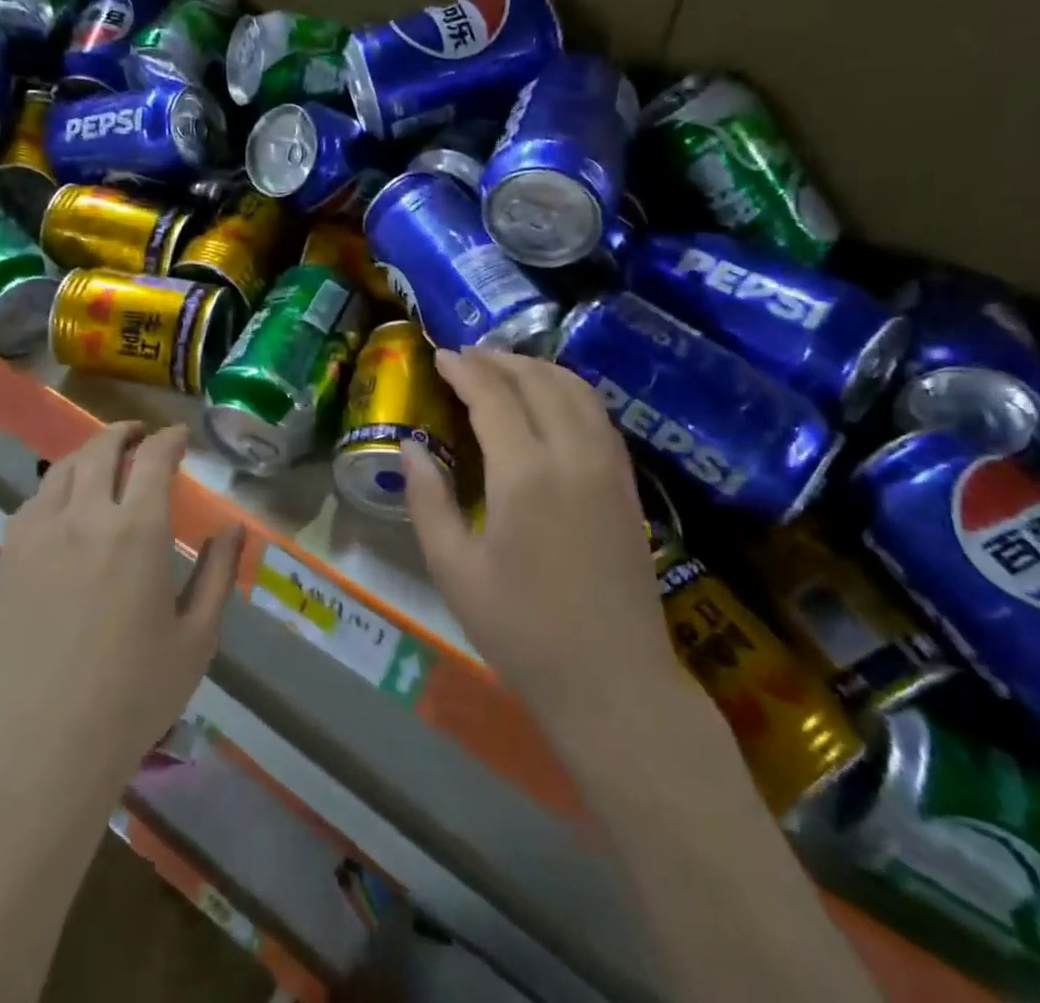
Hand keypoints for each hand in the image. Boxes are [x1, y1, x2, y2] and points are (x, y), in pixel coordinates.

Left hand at [0, 422, 243, 800]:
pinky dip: (56, 486)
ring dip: (89, 453)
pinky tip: (65, 502)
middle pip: (102, 450)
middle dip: (126, 433)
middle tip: (142, 435)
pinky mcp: (9, 557)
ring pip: (63, 468)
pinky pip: (33, 500)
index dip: (169, 438)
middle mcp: (86, 517)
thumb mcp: (197, 637)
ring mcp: (40, 534)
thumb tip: (234, 528)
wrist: (43, 746)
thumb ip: (219, 574)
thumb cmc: (133, 695)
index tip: (180, 436)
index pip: (154, 458)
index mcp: (137, 531)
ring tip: (105, 460)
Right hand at [402, 349, 683, 736]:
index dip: (465, 369)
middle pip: (538, 380)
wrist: (614, 684)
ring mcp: (609, 467)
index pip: (494, 395)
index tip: (440, 356)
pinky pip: (598, 415)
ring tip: (504, 369)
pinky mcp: (628, 485)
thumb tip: (411, 446)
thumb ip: (429, 500)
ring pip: (576, 390)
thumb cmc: (523, 632)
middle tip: (466, 357)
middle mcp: (573, 455)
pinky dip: (569, 391)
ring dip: (538, 368)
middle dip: (499, 360)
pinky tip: (550, 402)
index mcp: (525, 474)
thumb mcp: (454, 571)